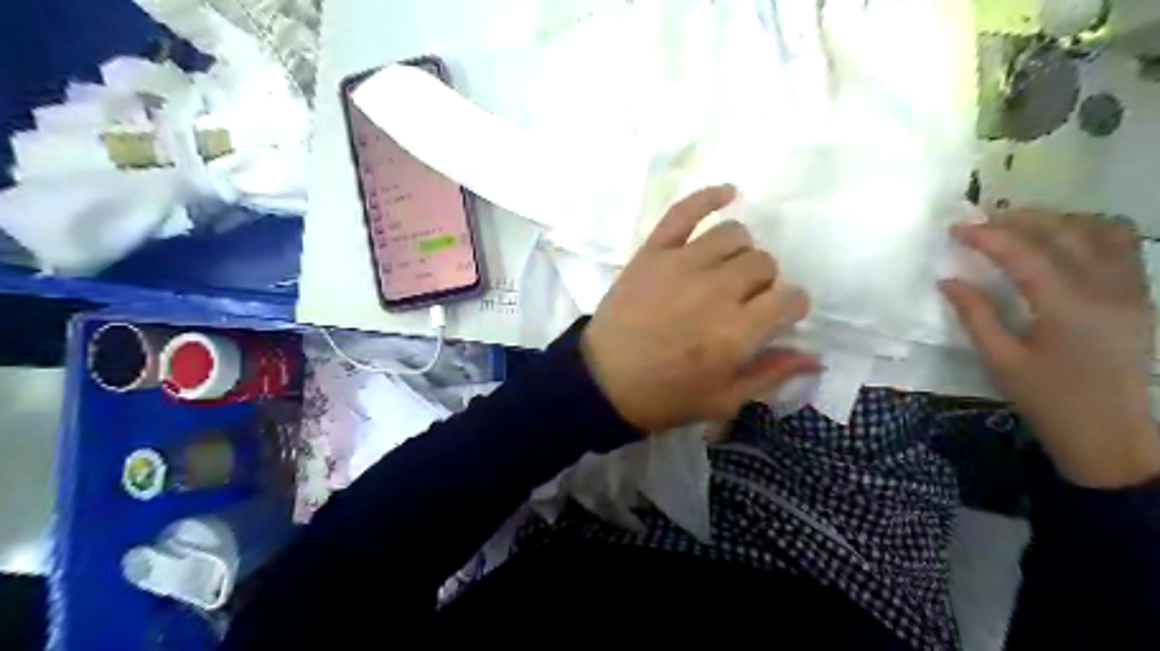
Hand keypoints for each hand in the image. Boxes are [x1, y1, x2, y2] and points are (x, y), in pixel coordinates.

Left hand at [580, 183, 812, 431]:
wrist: (602, 382)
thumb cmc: (664, 397)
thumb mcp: (722, 400)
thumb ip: (770, 375)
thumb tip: (815, 357)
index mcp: (735, 332)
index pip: (789, 299)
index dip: (793, 306)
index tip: (782, 315)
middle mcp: (714, 290)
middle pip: (763, 264)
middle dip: (765, 282)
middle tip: (746, 301)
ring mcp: (681, 264)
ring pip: (733, 235)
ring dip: (741, 252)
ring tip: (729, 270)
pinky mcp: (653, 252)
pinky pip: (685, 211)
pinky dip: (709, 197)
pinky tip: (728, 193)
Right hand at [940, 210, 1158, 490]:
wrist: (1110, 432)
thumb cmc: (1048, 400)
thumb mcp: (1000, 361)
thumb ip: (975, 315)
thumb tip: (948, 281)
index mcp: (1067, 307)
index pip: (1024, 254)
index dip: (987, 236)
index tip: (956, 228)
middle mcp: (1105, 289)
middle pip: (1064, 232)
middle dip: (1019, 219)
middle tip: (982, 219)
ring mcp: (1129, 290)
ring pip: (1101, 230)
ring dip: (1058, 220)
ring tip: (1021, 225)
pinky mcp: (1138, 296)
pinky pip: (1122, 246)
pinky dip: (1091, 230)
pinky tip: (1063, 239)